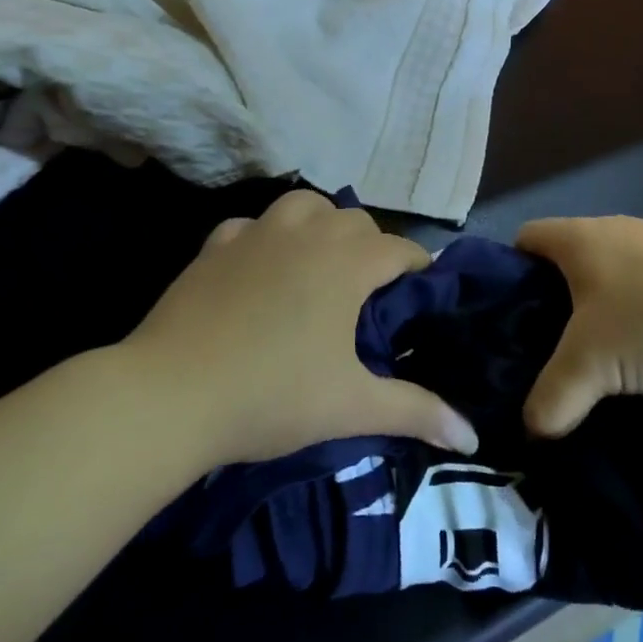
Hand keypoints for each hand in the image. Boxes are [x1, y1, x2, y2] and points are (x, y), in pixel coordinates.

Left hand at [130, 190, 477, 463]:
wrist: (171, 394)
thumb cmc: (272, 397)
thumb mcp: (351, 407)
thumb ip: (416, 413)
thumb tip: (471, 436)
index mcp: (347, 264)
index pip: (399, 249)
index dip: (418, 266)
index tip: (422, 291)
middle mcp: (308, 234)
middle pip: (356, 221)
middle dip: (372, 246)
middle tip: (369, 292)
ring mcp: (258, 234)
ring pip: (305, 205)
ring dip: (321, 225)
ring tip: (319, 262)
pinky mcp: (216, 245)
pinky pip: (253, 225)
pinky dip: (266, 237)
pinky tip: (260, 267)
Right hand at [518, 217, 642, 437]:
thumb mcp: (592, 363)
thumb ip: (552, 397)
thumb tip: (532, 430)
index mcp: (577, 237)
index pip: (523, 239)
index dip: (505, 275)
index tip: (505, 320)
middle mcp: (610, 230)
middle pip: (561, 261)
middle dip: (548, 303)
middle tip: (542, 350)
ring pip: (603, 277)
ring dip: (593, 313)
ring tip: (591, 359)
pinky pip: (640, 287)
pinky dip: (630, 316)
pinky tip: (640, 353)